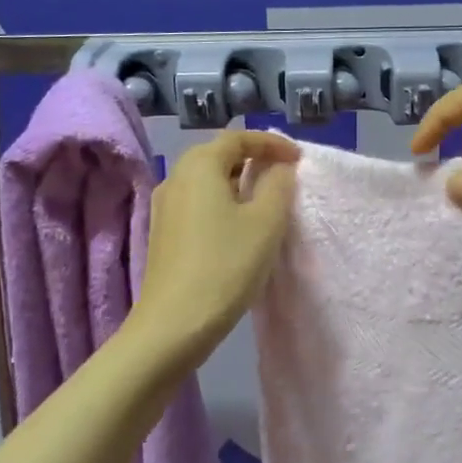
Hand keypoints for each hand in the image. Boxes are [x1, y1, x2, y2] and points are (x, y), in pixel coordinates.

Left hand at [136, 129, 298, 353]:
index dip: (271, 143)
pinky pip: (198, 200)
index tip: (298, 159)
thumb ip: (279, 185)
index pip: (238, 138)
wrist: (173, 324)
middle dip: (253, 158)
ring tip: (266, 198)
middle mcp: (176, 176)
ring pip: (207, 178)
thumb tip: (279, 168)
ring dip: (238, 180)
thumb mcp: (266, 222)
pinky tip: (238, 224)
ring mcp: (164, 205)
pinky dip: (222, 200)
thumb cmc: (225, 265)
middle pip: (218, 154)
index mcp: (199, 165)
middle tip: (284, 174)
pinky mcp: (163, 231)